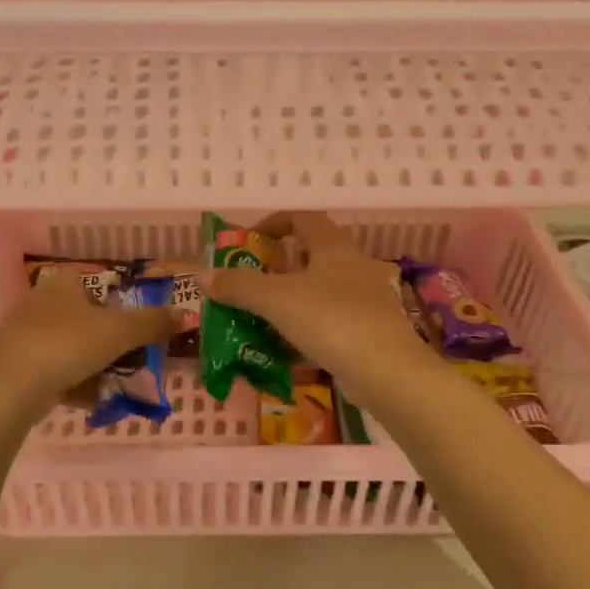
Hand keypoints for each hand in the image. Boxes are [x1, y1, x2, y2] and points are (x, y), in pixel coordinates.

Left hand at [0, 265, 179, 417]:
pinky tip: (90, 402)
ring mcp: (22, 336)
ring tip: (115, 388)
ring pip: (69, 350)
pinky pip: (53, 374)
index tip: (137, 332)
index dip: (120, 308)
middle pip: (85, 321)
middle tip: (132, 364)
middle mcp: (39, 303)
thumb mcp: (119, 331)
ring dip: (94, 369)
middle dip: (110, 345)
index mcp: (63, 284)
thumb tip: (187, 315)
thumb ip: (153, 323)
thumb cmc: (66, 345)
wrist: (6, 388)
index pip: (98, 286)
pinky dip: (73, 386)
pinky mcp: (12, 368)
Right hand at [199, 212, 435, 406]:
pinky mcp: (371, 329)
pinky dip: (310, 326)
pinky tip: (291, 346)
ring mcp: (367, 298)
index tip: (251, 240)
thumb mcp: (275, 300)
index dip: (275, 222)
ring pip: (325, 289)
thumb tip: (204, 275)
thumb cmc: (329, 320)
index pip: (304, 218)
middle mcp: (355, 265)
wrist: (385, 370)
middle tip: (255, 280)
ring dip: (296, 297)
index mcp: (334, 247)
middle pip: (315, 254)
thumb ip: (238, 286)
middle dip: (283, 264)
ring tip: (267, 315)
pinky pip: (333, 320)